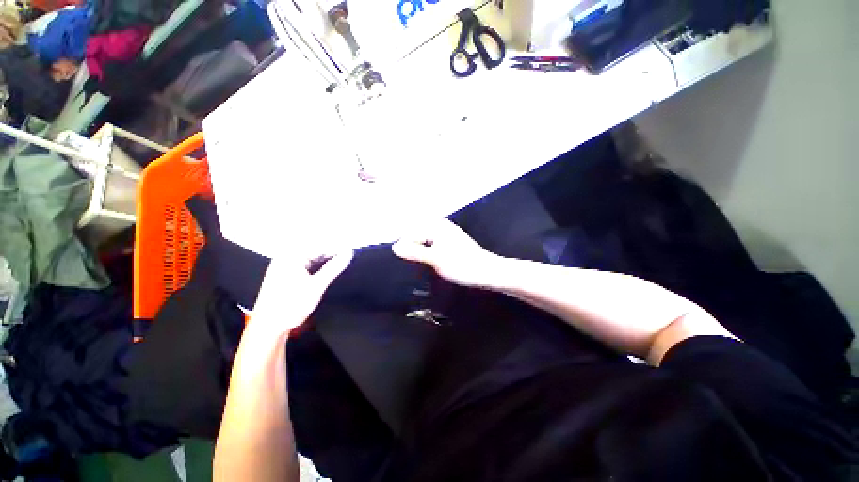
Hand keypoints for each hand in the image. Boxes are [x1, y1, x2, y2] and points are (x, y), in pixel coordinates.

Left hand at [251, 250, 353, 336]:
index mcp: (291, 257)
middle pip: (313, 251)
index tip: (350, 252)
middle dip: (330, 255)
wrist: (268, 328)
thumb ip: (334, 268)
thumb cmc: (291, 305)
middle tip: (346, 259)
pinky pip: (304, 266)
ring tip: (338, 266)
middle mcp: (285, 258)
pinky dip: (315, 268)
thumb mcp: (317, 286)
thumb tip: (348, 253)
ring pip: (309, 259)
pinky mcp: (283, 276)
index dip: (336, 249)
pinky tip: (324, 273)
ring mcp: (283, 267)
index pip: (319, 246)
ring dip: (323, 262)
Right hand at [393, 219, 498, 287]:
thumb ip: (414, 252)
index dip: (405, 249)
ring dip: (420, 253)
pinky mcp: (451, 243)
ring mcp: (446, 234)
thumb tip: (394, 247)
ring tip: (420, 266)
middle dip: (412, 249)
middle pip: (417, 236)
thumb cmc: (462, 265)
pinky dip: (429, 254)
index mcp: (436, 226)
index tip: (404, 263)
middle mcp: (440, 226)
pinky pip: (433, 246)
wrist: (488, 272)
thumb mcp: (435, 259)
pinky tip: (429, 264)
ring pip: (425, 242)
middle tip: (413, 265)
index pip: (410, 234)